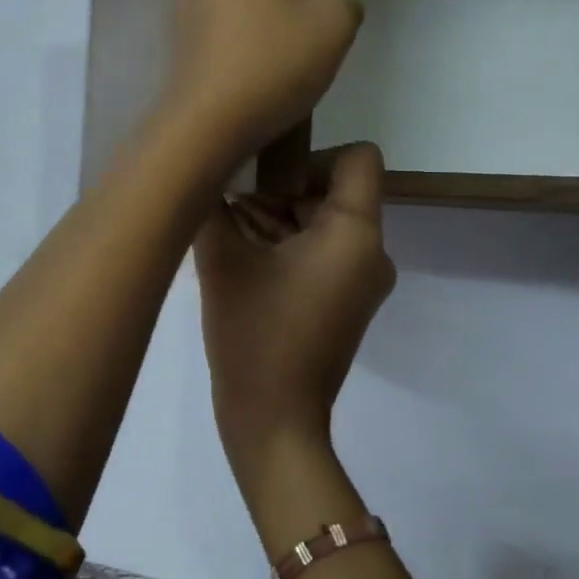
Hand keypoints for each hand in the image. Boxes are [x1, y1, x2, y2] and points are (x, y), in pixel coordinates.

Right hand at [194, 144, 397, 453]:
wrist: (275, 421)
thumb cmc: (254, 335)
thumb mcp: (223, 261)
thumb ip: (213, 206)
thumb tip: (206, 173)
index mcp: (356, 234)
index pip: (357, 158)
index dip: (310, 156)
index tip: (266, 180)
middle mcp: (372, 252)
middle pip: (333, 191)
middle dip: (280, 191)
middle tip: (230, 204)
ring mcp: (362, 280)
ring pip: (324, 222)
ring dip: (277, 219)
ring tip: (228, 230)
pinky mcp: (346, 301)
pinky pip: (322, 253)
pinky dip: (287, 246)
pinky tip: (241, 254)